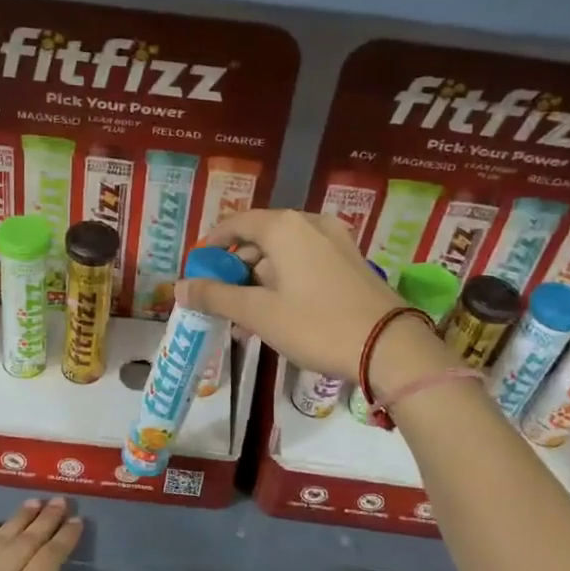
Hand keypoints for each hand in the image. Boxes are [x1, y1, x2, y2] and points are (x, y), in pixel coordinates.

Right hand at [178, 209, 446, 389]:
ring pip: (284, 252)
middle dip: (236, 266)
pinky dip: (285, 280)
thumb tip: (179, 287)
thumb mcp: (258, 313)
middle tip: (220, 297)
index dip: (211, 244)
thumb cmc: (317, 325)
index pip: (235, 223)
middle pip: (260, 237)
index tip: (198, 269)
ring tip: (246, 314)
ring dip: (260, 278)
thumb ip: (216, 297)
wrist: (390, 347)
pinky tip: (278, 313)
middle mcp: (310, 224)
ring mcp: (336, 241)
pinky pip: (306, 262)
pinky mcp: (351, 261)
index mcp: (284, 227)